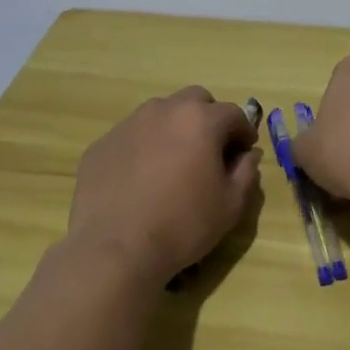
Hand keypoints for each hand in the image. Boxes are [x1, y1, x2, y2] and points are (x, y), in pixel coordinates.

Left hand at [68, 87, 261, 282]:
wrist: (114, 248)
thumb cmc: (183, 225)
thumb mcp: (230, 205)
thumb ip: (246, 172)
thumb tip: (249, 155)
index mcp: (200, 120)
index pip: (233, 113)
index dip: (243, 133)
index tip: (243, 153)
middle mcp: (163, 111)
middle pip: (195, 100)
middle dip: (208, 119)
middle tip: (209, 151)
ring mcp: (127, 125)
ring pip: (160, 114)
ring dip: (174, 129)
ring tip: (173, 164)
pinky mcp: (101, 145)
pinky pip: (131, 137)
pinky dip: (143, 148)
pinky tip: (141, 180)